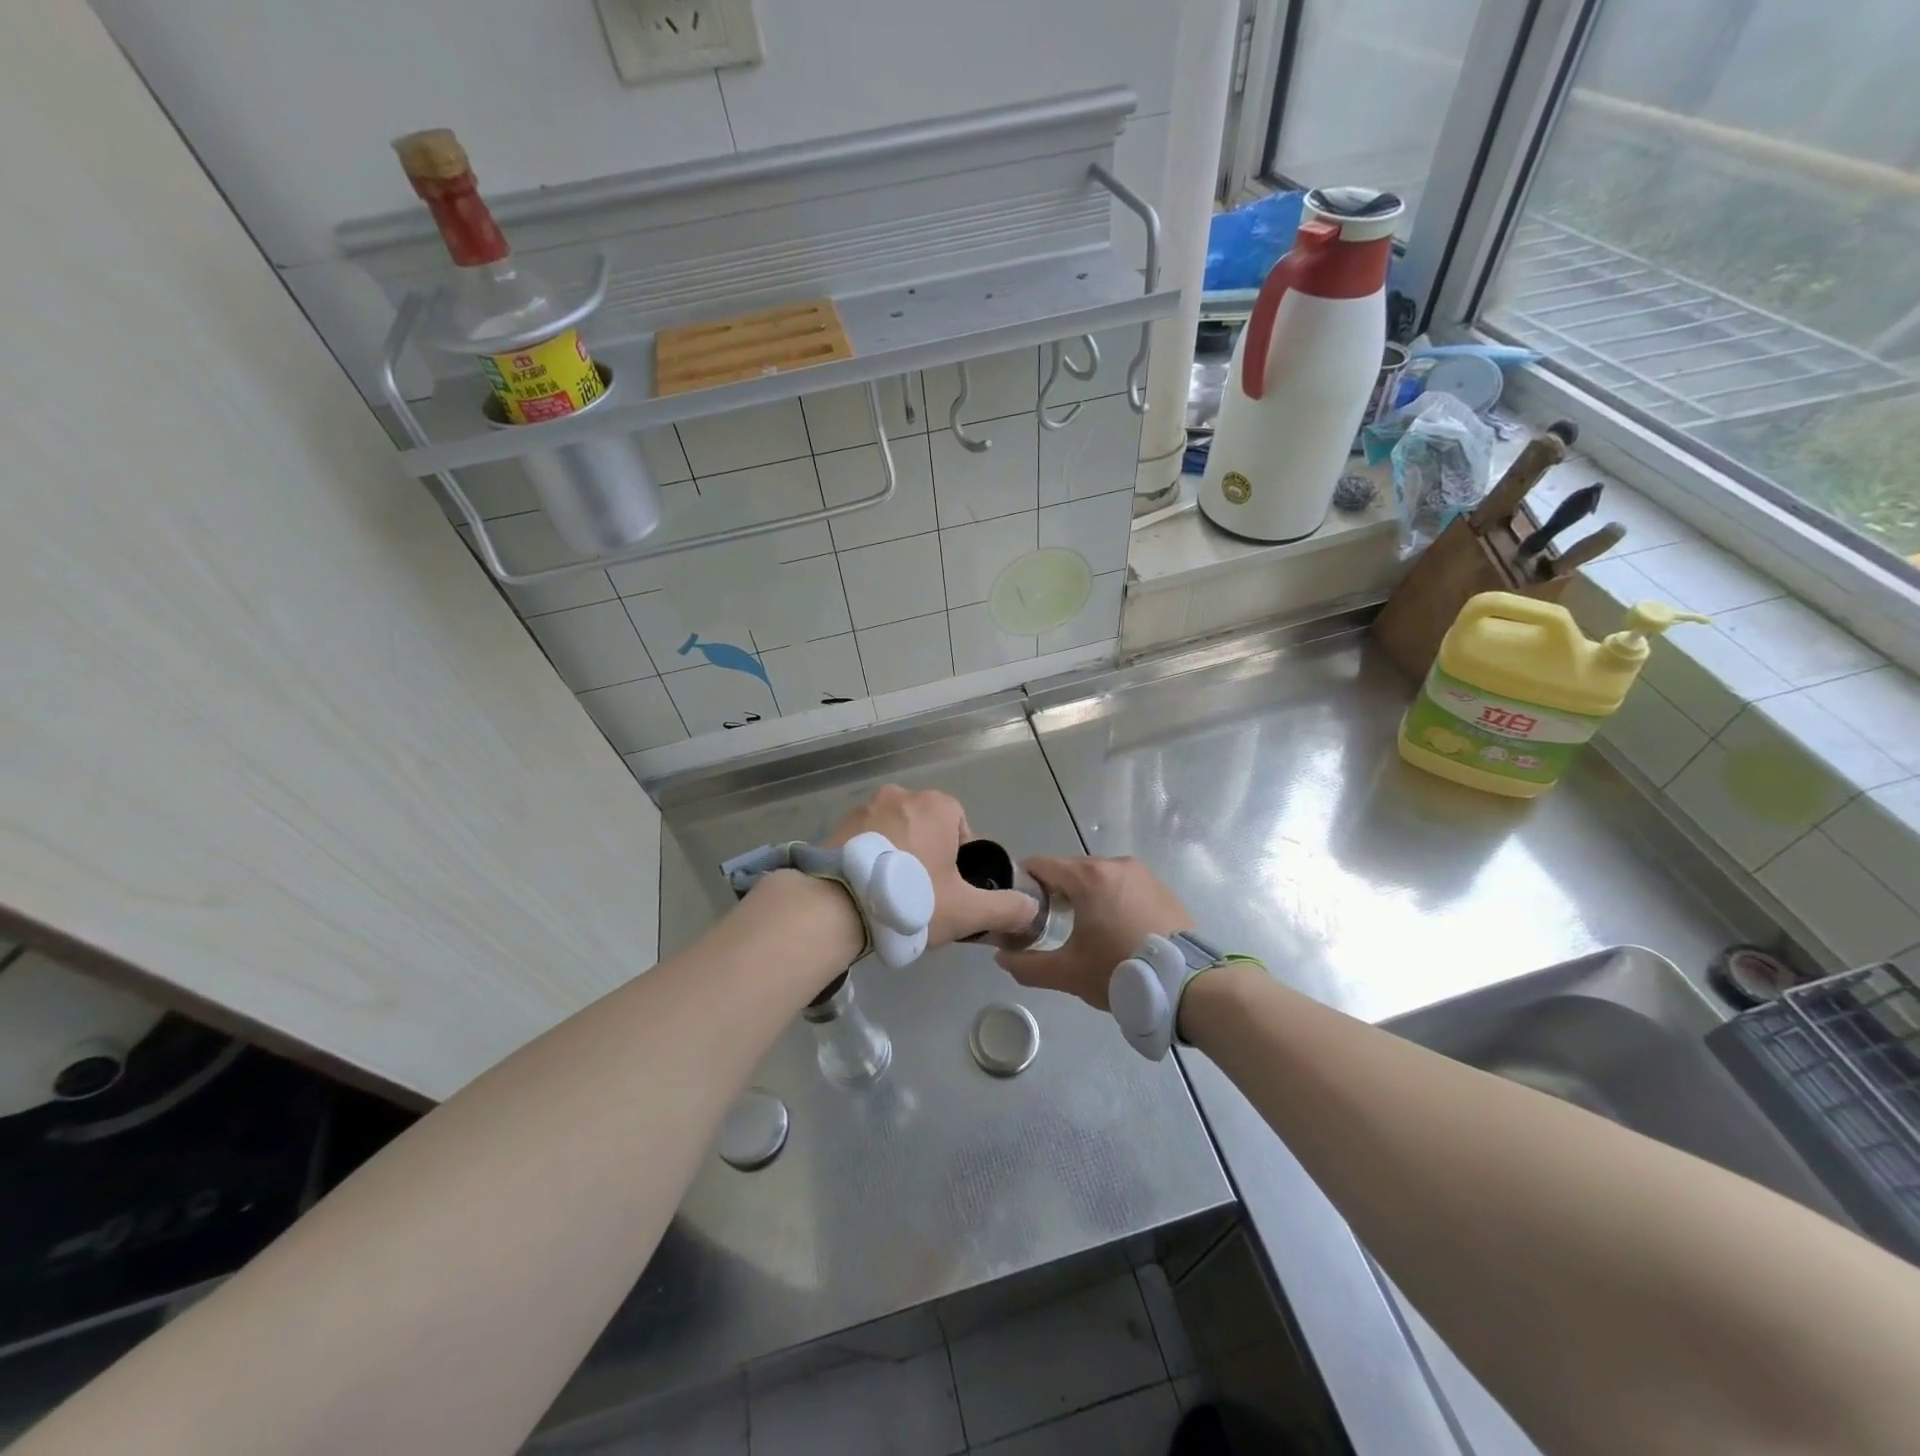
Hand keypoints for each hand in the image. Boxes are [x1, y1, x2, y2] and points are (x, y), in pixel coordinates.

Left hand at [824, 785, 1037, 950]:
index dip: (960, 862)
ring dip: (898, 857)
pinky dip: (871, 860)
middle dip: (928, 857)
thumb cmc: (911, 899)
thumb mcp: (966, 911)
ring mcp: (865, 807)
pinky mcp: (837, 825)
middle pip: (927, 828)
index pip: (961, 828)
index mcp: (937, 805)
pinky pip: (866, 841)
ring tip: (891, 897)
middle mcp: (902, 795)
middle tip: (922, 897)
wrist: (836, 905)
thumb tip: (1033, 908)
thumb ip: (1005, 908)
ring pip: (895, 833)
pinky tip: (867, 891)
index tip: (950, 891)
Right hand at [996, 856, 1190, 1010]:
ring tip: (1081, 930)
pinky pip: (1123, 886)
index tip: (1018, 908)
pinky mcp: (1161, 888)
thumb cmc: (1121, 971)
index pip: (1041, 864)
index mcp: (1089, 876)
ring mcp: (1142, 874)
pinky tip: (1112, 930)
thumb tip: (1001, 958)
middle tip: (1045, 924)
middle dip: (1054, 892)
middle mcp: (1115, 864)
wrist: (1189, 985)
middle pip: (1070, 870)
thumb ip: (1027, 965)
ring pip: (1098, 878)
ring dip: (1083, 896)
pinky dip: (1110, 900)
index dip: (1023, 883)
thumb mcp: (1068, 973)